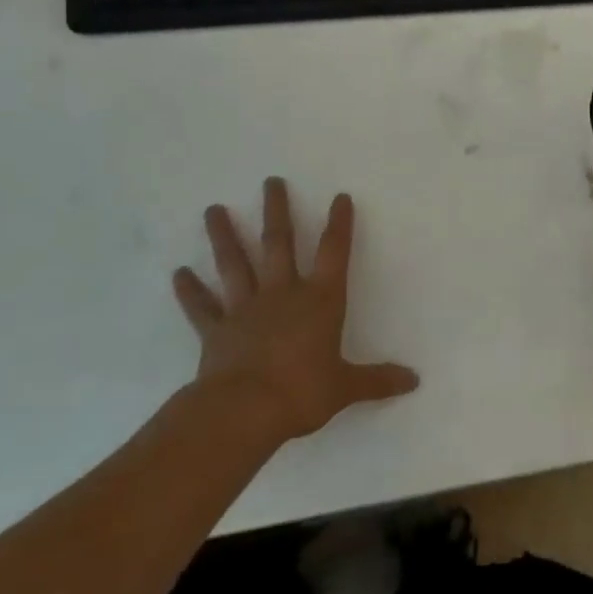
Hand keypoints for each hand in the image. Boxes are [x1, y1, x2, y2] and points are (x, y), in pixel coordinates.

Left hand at [172, 178, 417, 441]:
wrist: (244, 412)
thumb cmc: (302, 392)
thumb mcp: (345, 387)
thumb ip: (377, 380)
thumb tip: (414, 381)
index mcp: (320, 300)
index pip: (334, 252)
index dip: (339, 224)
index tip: (340, 197)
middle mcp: (283, 294)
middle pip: (279, 243)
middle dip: (276, 211)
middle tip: (270, 181)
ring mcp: (245, 309)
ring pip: (235, 264)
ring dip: (224, 236)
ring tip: (212, 209)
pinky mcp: (216, 331)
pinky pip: (202, 307)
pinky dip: (190, 290)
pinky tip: (178, 273)